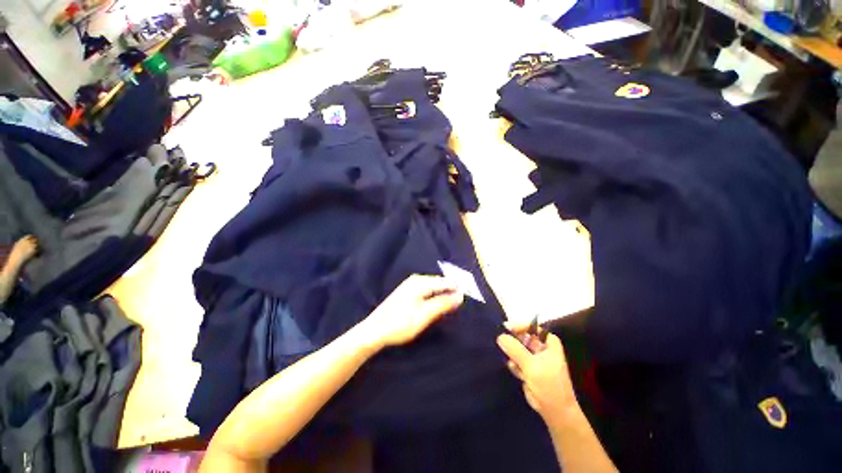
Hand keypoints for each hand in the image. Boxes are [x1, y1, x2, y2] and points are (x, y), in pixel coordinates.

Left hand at [361, 275, 463, 348]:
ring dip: (442, 294)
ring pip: (432, 286)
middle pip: (438, 282)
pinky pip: (426, 290)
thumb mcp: (425, 315)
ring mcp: (409, 285)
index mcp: (420, 282)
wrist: (375, 330)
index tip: (468, 295)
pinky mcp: (406, 292)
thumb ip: (443, 303)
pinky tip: (436, 303)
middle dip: (450, 290)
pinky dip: (434, 296)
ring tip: (452, 303)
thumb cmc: (401, 323)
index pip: (444, 282)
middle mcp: (416, 280)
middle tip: (461, 301)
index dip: (456, 288)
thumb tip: (460, 295)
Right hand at [497, 327, 577, 423]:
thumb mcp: (531, 365)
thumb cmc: (548, 385)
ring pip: (517, 348)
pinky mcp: (528, 368)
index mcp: (548, 342)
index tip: (505, 328)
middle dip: (513, 343)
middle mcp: (541, 347)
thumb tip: (500, 336)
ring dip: (513, 356)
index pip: (531, 327)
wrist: (555, 411)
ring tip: (515, 366)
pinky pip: (516, 359)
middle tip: (505, 347)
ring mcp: (534, 358)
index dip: (519, 326)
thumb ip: (515, 349)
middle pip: (522, 337)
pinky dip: (515, 365)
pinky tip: (518, 374)